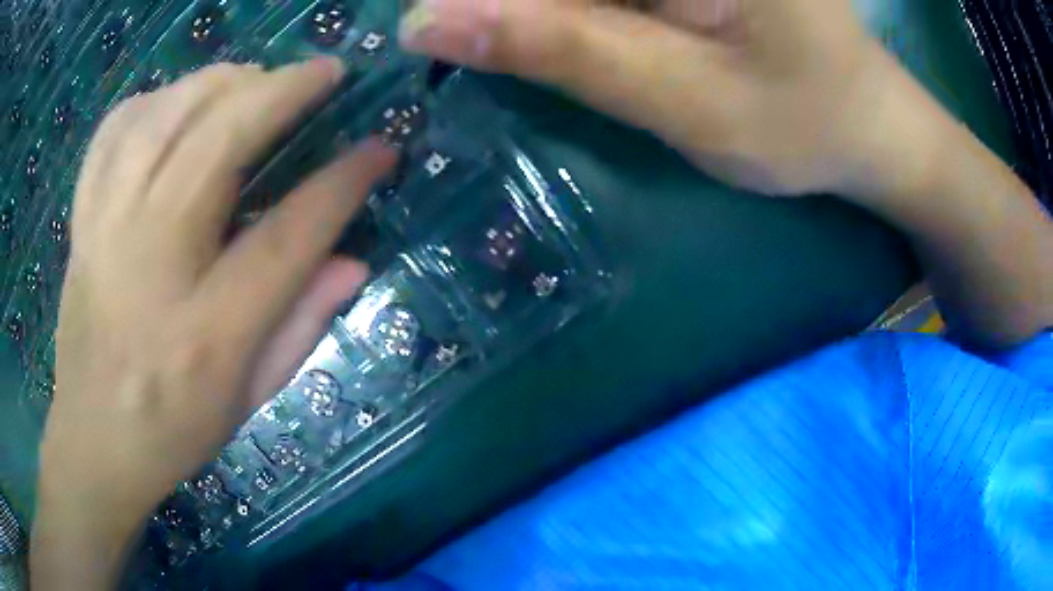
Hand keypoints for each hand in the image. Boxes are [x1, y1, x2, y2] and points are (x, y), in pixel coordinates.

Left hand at [32, 59, 394, 588]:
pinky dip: (152, 100)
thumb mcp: (248, 401)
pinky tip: (175, 105)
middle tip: (324, 73)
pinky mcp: (83, 220)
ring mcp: (106, 231)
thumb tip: (353, 259)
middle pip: (218, 141)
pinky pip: (114, 130)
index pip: (286, 234)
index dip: (342, 182)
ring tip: (254, 80)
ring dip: (220, 82)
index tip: (380, 147)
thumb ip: (301, 326)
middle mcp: (151, 262)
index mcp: (205, 331)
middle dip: (282, 91)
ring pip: (164, 115)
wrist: (93, 441)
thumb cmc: (172, 431)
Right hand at [399, 0, 1052, 346]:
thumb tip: (425, 21)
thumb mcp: (684, 97)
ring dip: (529, 11)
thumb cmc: (801, 121)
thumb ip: (559, 46)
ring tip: (556, 53)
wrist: (863, 123)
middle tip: (482, 46)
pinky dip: (565, 11)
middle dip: (505, 9)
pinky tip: (563, 32)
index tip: (430, 31)